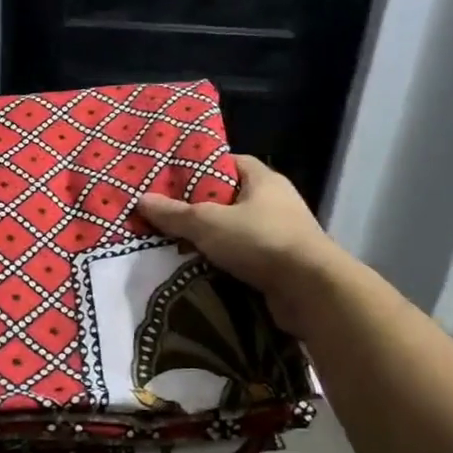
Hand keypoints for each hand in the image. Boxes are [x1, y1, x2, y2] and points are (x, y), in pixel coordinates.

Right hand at [138, 155, 338, 327]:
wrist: (310, 290)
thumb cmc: (260, 241)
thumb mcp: (208, 223)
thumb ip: (174, 213)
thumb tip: (141, 199)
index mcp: (264, 180)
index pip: (231, 162)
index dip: (203, 166)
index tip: (175, 177)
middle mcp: (277, 202)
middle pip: (231, 197)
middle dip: (201, 206)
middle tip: (168, 213)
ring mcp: (283, 234)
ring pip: (237, 229)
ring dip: (212, 237)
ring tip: (176, 242)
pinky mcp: (283, 264)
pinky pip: (246, 255)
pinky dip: (226, 260)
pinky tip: (200, 267)